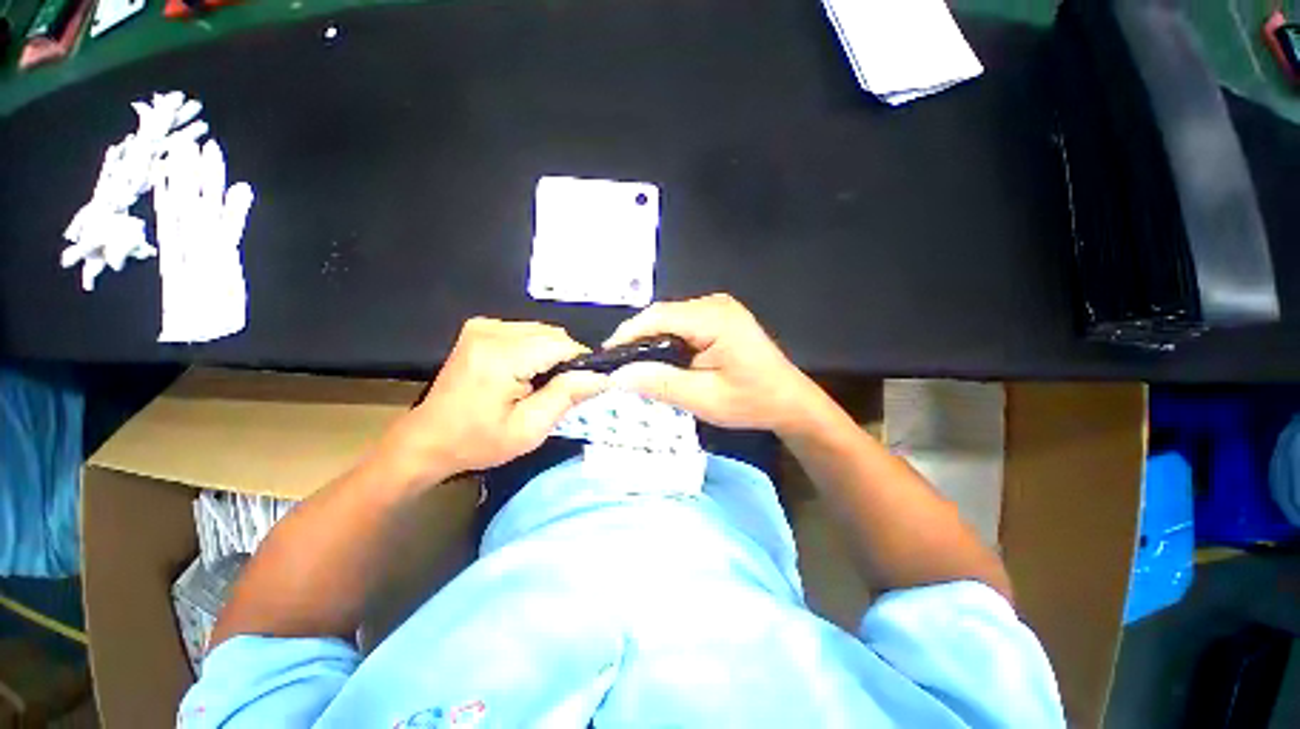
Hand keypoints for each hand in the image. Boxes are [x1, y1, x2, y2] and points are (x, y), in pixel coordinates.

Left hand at [375, 318, 608, 486]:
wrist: (427, 439)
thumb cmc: (478, 441)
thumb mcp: (529, 429)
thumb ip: (567, 396)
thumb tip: (601, 377)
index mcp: (502, 356)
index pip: (562, 344)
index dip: (580, 363)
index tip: (584, 386)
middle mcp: (492, 330)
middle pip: (553, 334)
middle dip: (565, 360)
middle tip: (559, 391)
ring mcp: (483, 325)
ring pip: (542, 331)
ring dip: (550, 355)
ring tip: (540, 384)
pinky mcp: (479, 328)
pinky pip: (526, 332)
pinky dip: (535, 350)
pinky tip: (525, 372)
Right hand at [605, 294, 818, 433]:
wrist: (789, 401)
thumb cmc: (751, 401)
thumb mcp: (703, 398)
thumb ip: (660, 384)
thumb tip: (618, 376)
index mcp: (715, 318)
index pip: (658, 317)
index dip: (628, 334)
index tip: (606, 358)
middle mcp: (715, 304)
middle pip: (663, 315)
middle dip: (638, 340)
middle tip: (619, 368)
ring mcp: (718, 308)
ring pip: (670, 320)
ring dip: (651, 341)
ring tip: (635, 367)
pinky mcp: (719, 317)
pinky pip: (682, 324)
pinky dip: (667, 341)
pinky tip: (661, 361)